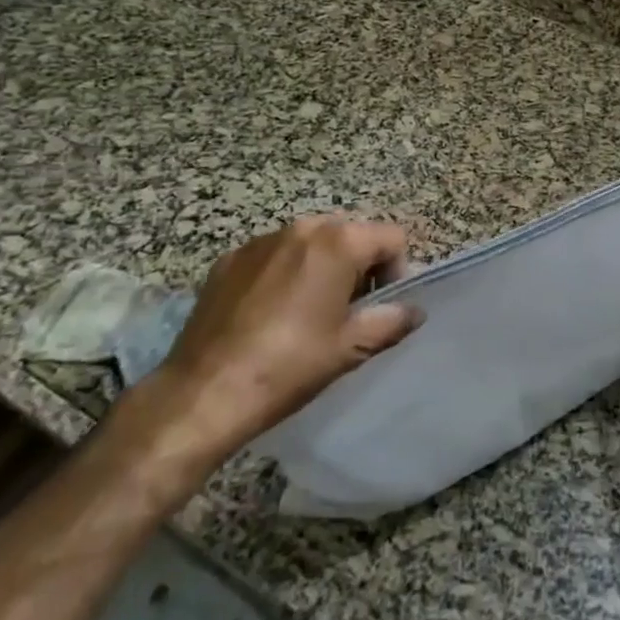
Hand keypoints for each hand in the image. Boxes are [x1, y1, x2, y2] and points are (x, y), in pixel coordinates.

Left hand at [128, 217, 422, 482]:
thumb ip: (391, 321)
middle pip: (351, 234)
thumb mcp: (350, 347)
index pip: (392, 238)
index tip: (379, 308)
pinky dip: (283, 273)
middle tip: (348, 311)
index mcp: (338, 242)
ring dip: (321, 267)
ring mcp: (260, 241)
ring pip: (310, 242)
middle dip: (359, 266)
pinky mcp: (229, 259)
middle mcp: (301, 228)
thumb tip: (414, 312)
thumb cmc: (290, 365)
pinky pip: (273, 255)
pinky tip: (270, 314)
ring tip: (307, 313)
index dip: (397, 272)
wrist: (204, 392)